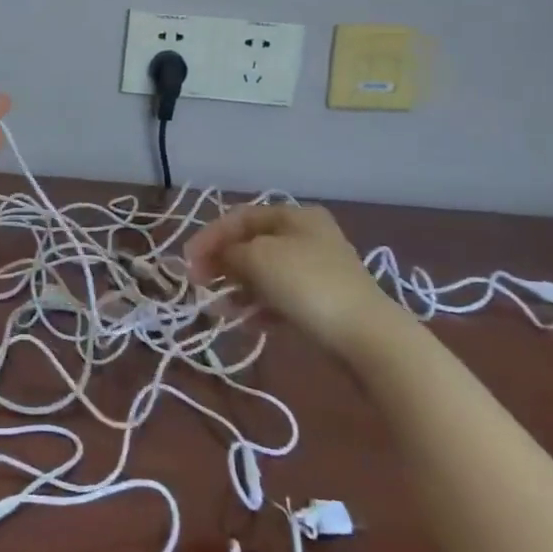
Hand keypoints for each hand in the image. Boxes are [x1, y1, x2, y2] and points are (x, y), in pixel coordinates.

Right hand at [185, 204, 415, 367]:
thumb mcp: (258, 258)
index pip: (240, 217)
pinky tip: (247, 322)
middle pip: (252, 244)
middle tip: (200, 284)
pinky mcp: (322, 301)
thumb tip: (219, 257)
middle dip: (223, 263)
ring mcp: (317, 270)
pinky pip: (280, 297)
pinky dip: (260, 306)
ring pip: (264, 273)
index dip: (210, 236)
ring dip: (238, 288)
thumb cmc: (306, 284)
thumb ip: (230, 252)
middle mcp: (307, 236)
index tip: (187, 262)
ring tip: (221, 308)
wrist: (365, 336)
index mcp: (295, 215)